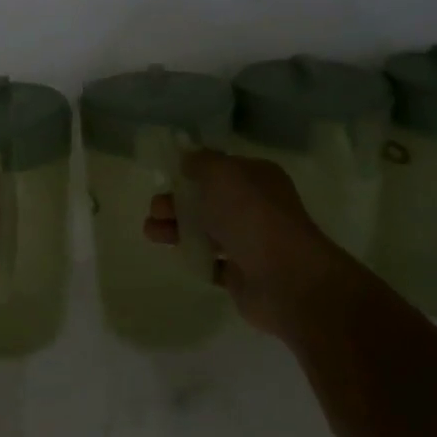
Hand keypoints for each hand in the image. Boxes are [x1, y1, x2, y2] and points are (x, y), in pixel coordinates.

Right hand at [144, 150, 345, 330]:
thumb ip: (200, 162)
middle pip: (208, 201)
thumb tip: (187, 158)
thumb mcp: (221, 174)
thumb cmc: (251, 216)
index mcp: (257, 178)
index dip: (192, 171)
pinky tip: (177, 255)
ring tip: (151, 234)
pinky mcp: (242, 275)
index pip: (220, 169)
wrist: (285, 278)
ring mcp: (251, 242)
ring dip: (177, 229)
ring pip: (206, 231)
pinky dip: (194, 257)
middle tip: (155, 210)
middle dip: (176, 203)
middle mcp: (256, 207)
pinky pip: (212, 262)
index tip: (165, 177)